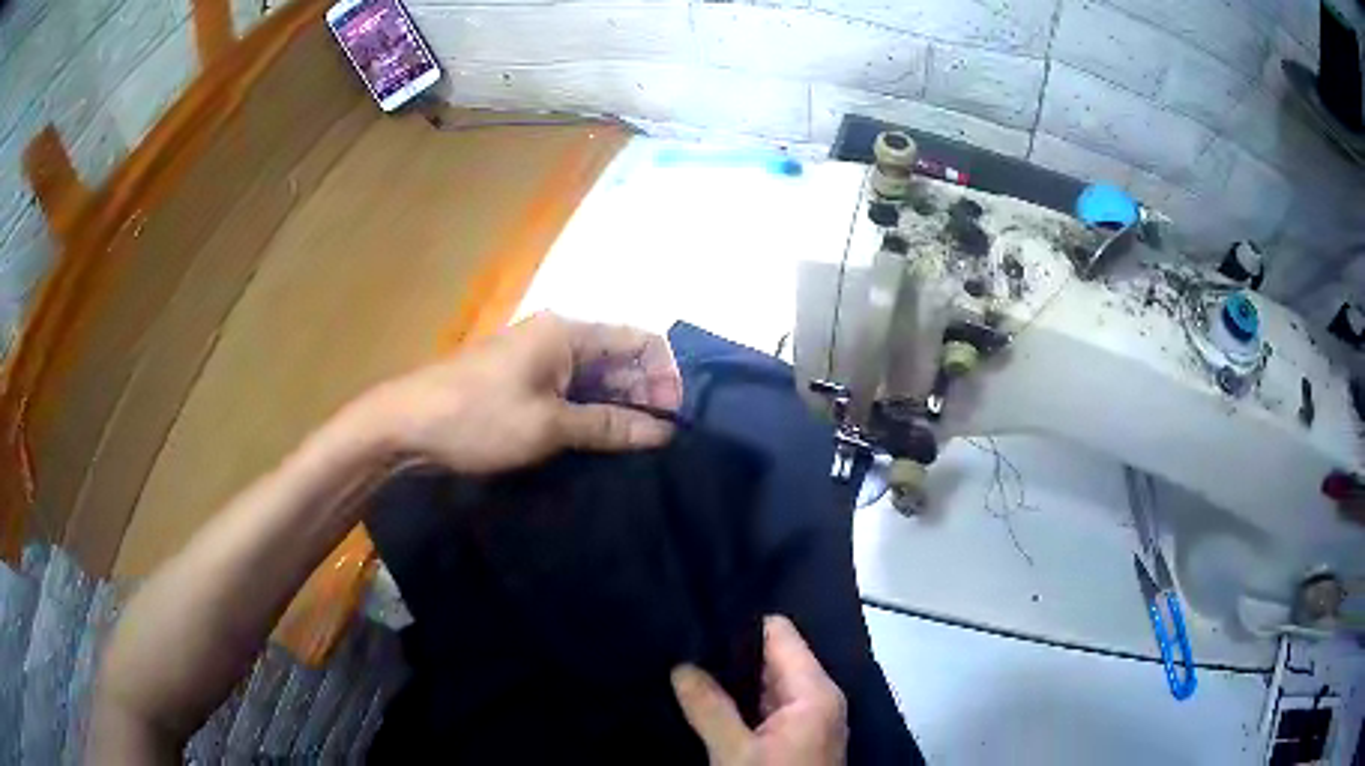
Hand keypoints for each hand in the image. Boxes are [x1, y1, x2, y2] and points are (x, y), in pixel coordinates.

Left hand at [362, 312, 682, 473]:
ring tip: (636, 447)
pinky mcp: (521, 381)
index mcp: (568, 332)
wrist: (406, 425)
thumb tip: (661, 432)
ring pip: (594, 377)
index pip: (639, 341)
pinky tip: (601, 441)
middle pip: (619, 358)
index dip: (665, 376)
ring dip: (617, 407)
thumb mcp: (549, 426)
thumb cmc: (479, 417)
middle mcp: (557, 336)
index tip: (674, 420)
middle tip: (659, 442)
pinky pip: (569, 390)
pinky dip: (589, 412)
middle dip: (643, 394)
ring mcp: (536, 358)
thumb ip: (608, 426)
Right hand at [672, 615, 847, 765]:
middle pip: (776, 656)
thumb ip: (709, 708)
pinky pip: (770, 704)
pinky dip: (742, 698)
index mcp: (814, 692)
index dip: (742, 623)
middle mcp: (819, 697)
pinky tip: (709, 694)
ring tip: (689, 660)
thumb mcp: (735, 754)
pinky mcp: (799, 736)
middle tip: (684, 638)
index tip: (700, 611)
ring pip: (770, 681)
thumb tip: (681, 665)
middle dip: (732, 651)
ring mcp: (810, 717)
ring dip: (734, 676)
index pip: (781, 634)